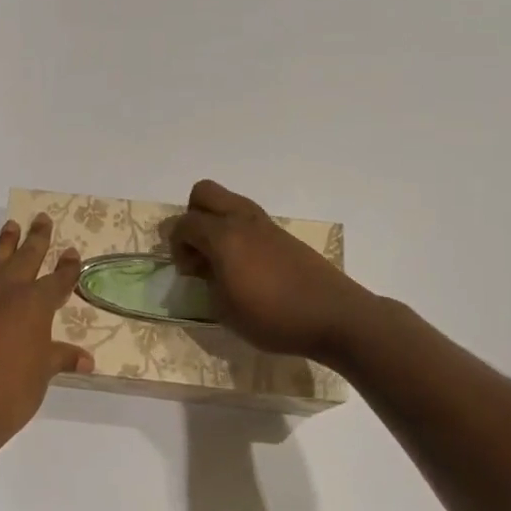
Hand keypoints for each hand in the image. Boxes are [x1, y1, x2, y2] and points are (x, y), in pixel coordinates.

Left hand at [0, 215, 93, 451]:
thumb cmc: (9, 389)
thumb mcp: (41, 374)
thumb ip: (59, 359)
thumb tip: (85, 359)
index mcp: (34, 304)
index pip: (57, 280)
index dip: (66, 267)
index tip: (72, 252)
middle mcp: (8, 294)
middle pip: (25, 258)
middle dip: (36, 239)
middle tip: (41, 218)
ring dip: (5, 245)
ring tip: (11, 227)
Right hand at [169, 180, 374, 364]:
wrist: (334, 316)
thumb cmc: (273, 318)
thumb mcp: (225, 310)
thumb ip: (207, 282)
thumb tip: (204, 268)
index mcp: (223, 236)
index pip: (184, 223)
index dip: (176, 245)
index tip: (187, 273)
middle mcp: (242, 220)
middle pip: (204, 192)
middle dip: (192, 216)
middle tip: (199, 250)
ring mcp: (266, 224)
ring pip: (230, 201)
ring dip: (217, 222)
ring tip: (222, 258)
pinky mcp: (284, 235)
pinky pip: (250, 219)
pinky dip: (239, 233)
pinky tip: (248, 267)